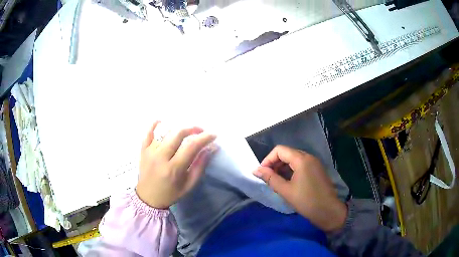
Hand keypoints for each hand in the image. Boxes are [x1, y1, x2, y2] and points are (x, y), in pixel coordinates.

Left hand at [136, 121, 216, 208]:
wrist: (148, 198)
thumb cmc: (171, 193)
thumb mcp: (189, 184)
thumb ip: (200, 166)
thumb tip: (211, 148)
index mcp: (174, 168)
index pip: (191, 146)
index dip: (204, 137)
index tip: (213, 135)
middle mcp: (161, 157)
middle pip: (178, 134)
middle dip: (192, 128)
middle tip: (200, 131)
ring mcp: (150, 152)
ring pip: (166, 132)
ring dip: (178, 129)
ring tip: (186, 132)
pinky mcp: (143, 150)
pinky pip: (147, 133)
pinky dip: (153, 125)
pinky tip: (160, 120)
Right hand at [253, 145, 346, 231]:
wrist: (328, 211)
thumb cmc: (306, 201)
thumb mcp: (286, 190)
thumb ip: (270, 178)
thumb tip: (256, 170)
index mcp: (301, 159)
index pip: (279, 150)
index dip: (268, 159)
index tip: (262, 172)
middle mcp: (309, 157)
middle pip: (287, 153)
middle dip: (275, 163)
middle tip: (268, 177)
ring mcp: (314, 163)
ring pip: (294, 159)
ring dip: (282, 167)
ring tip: (276, 181)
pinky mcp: (317, 170)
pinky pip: (301, 165)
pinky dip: (291, 170)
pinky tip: (287, 182)